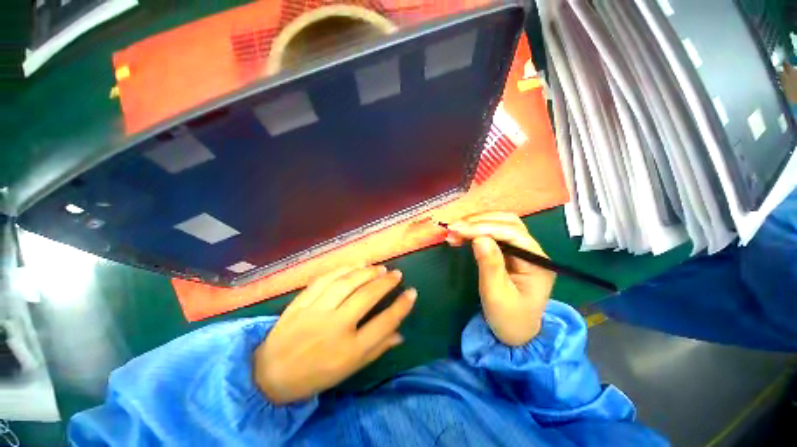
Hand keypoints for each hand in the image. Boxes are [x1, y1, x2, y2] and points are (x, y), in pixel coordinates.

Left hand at [254, 266, 415, 404]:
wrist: (271, 375)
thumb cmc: (316, 375)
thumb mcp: (350, 369)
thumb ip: (377, 349)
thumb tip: (400, 334)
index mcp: (350, 350)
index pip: (385, 323)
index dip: (402, 306)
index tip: (412, 292)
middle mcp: (335, 327)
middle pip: (367, 296)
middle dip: (386, 282)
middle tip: (397, 274)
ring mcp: (316, 312)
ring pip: (347, 283)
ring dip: (367, 272)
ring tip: (379, 268)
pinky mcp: (301, 302)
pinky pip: (325, 279)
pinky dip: (343, 269)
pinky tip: (355, 266)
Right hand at [446, 212, 554, 345]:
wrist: (516, 333)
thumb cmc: (509, 318)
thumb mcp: (497, 295)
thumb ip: (490, 265)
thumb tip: (479, 238)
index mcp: (537, 262)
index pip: (512, 233)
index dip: (483, 228)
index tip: (458, 229)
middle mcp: (532, 250)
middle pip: (508, 222)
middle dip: (479, 222)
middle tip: (454, 227)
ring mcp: (521, 249)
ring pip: (500, 224)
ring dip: (476, 223)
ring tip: (455, 229)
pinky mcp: (509, 251)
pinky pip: (493, 233)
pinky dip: (476, 230)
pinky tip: (463, 234)